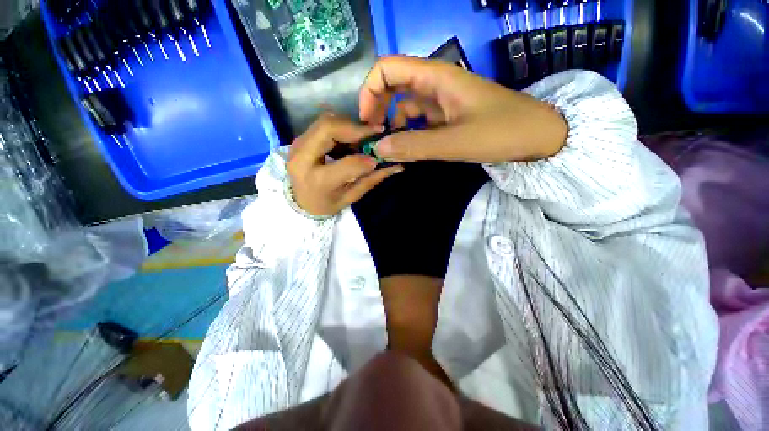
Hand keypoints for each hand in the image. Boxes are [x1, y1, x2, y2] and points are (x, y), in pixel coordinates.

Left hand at [287, 113, 403, 216]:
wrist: (298, 201)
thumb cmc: (325, 204)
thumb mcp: (350, 197)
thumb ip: (371, 181)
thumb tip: (396, 166)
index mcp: (317, 181)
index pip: (347, 163)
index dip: (366, 159)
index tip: (378, 158)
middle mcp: (302, 158)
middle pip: (329, 127)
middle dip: (356, 127)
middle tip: (374, 133)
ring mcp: (297, 145)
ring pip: (326, 121)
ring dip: (348, 126)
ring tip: (362, 139)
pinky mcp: (300, 139)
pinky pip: (323, 125)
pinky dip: (340, 128)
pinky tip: (349, 140)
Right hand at [359, 56, 567, 162]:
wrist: (537, 136)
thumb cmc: (501, 132)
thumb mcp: (454, 142)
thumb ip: (415, 146)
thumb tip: (379, 150)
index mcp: (436, 77)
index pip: (388, 69)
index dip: (369, 91)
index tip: (366, 122)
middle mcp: (435, 84)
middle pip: (393, 86)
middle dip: (377, 108)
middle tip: (375, 137)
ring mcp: (441, 101)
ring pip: (405, 105)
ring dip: (393, 123)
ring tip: (390, 148)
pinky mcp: (447, 116)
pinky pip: (419, 120)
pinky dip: (408, 132)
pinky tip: (408, 148)